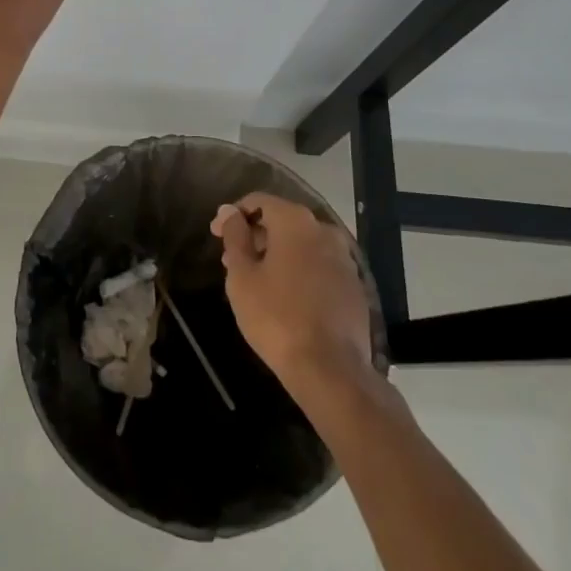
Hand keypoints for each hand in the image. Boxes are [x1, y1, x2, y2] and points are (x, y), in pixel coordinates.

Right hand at [213, 194, 374, 394]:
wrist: (330, 369)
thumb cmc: (276, 316)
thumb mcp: (242, 276)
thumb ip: (235, 237)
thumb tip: (230, 212)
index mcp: (296, 221)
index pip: (259, 201)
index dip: (234, 214)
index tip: (216, 234)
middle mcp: (324, 230)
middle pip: (283, 220)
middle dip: (256, 235)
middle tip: (232, 260)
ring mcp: (344, 258)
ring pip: (302, 244)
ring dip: (277, 254)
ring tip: (256, 279)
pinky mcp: (354, 285)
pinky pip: (319, 265)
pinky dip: (299, 270)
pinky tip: (284, 295)